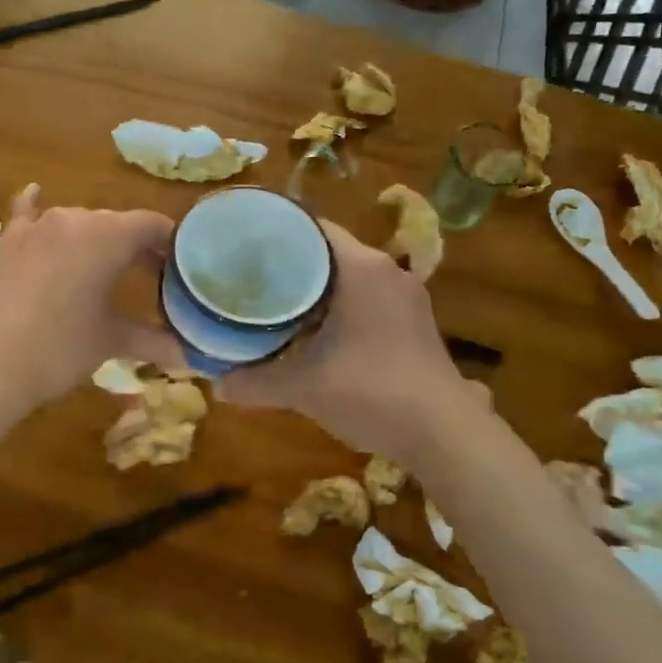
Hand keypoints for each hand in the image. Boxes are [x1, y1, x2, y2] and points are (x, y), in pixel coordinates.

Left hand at [0, 184, 183, 411]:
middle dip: (137, 247)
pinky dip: (36, 208)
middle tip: (152, 278)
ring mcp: (36, 227)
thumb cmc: (58, 349)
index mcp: (108, 236)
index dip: (172, 244)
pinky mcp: (8, 242)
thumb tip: (188, 358)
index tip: (181, 268)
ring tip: (107, 269)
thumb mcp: (110, 342)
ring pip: (79, 223)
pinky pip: (28, 215)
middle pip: (117, 224)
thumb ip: (153, 341)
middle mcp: (74, 219)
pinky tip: (36, 194)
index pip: (152, 224)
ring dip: (97, 241)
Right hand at [216, 221, 491, 465]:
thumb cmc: (371, 392)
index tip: (243, 247)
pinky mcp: (415, 322)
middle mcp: (387, 271)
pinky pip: (368, 298)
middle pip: (329, 251)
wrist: (445, 434)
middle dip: (292, 264)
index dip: (276, 234)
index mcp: (361, 268)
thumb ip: (256, 382)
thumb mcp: (304, 388)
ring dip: (317, 288)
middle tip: (250, 277)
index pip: (312, 228)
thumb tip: (217, 386)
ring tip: (277, 302)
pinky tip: (317, 331)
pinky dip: (340, 306)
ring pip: (350, 276)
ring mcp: (406, 296)